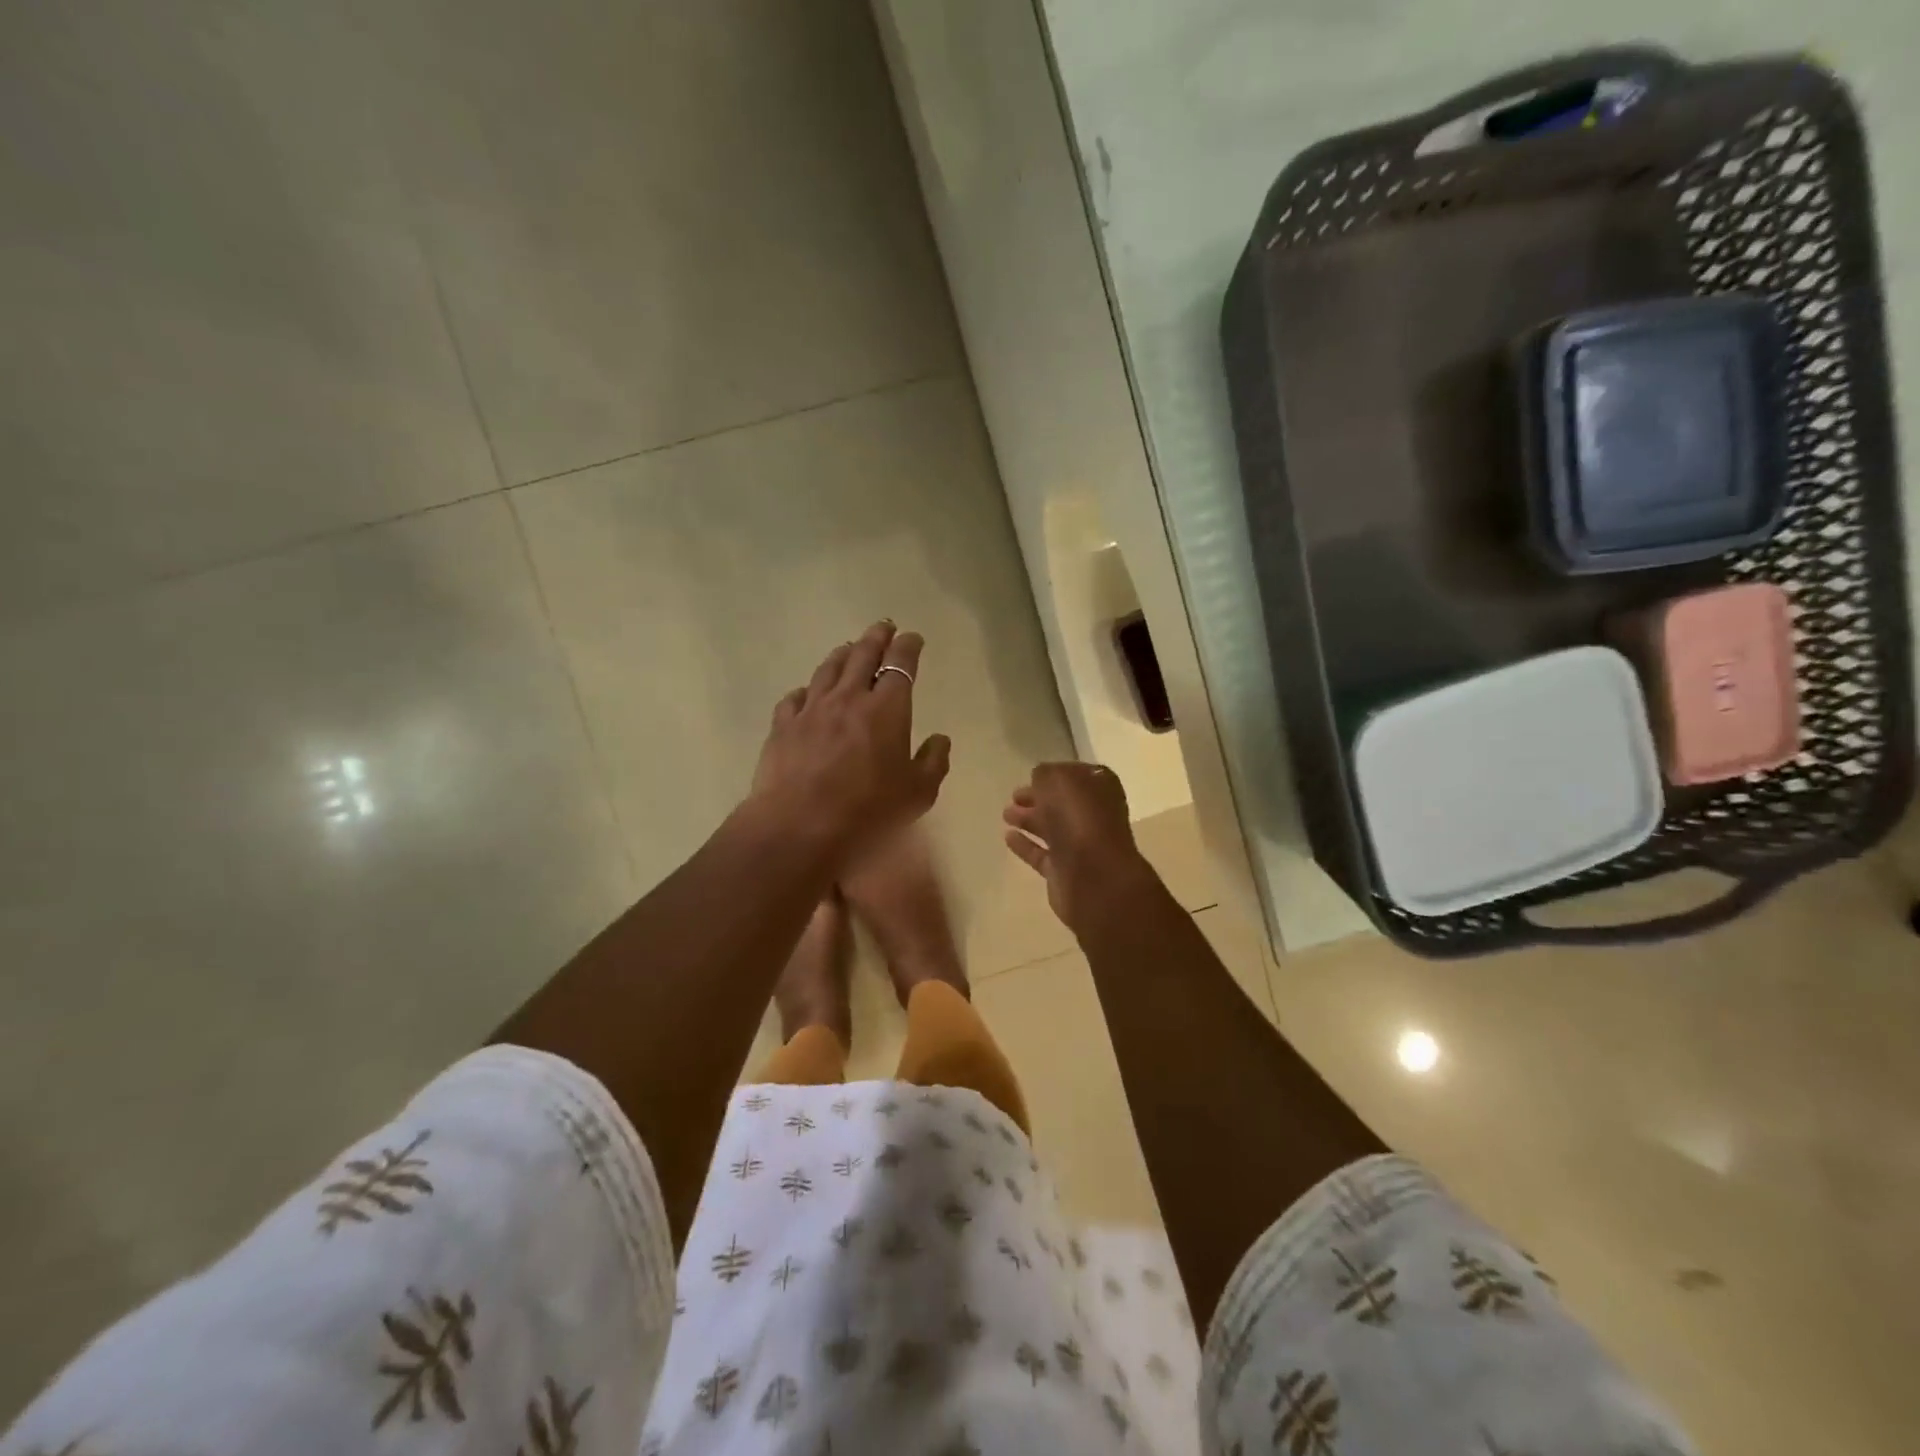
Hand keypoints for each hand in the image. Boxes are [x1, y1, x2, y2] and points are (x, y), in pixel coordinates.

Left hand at [750, 622, 950, 852]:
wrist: (799, 826)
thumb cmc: (868, 811)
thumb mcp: (917, 795)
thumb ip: (933, 763)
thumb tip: (940, 739)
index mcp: (887, 709)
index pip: (900, 664)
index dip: (908, 647)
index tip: (912, 638)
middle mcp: (849, 698)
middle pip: (863, 655)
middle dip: (876, 637)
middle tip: (883, 627)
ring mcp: (812, 709)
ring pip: (828, 669)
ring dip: (842, 654)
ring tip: (848, 648)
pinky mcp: (783, 726)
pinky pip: (795, 697)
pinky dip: (806, 690)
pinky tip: (806, 693)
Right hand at [1002, 762, 1156, 935]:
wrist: (1093, 875)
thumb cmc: (1079, 818)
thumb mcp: (1058, 780)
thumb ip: (1046, 774)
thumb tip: (1039, 778)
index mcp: (1100, 788)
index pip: (1076, 776)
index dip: (1054, 774)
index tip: (1032, 775)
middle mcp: (1093, 815)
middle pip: (1062, 803)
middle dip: (1038, 797)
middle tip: (1014, 795)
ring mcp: (1080, 845)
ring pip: (1051, 827)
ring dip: (1028, 819)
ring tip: (1005, 814)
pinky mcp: (1064, 871)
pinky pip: (1041, 854)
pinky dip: (1025, 845)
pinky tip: (1007, 837)